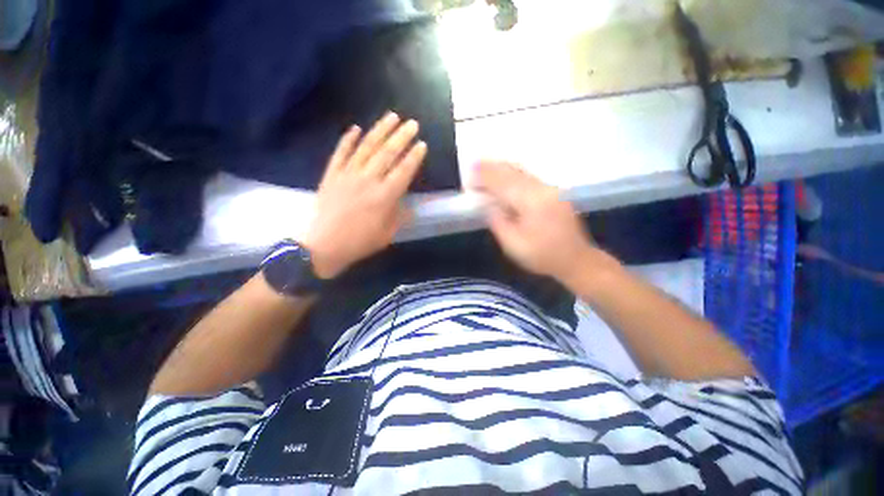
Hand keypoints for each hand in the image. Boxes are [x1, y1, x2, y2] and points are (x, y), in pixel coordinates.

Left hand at [302, 113, 426, 278]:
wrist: (323, 246)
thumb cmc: (359, 243)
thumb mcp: (387, 235)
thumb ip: (399, 216)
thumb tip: (409, 205)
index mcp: (385, 197)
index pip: (404, 171)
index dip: (414, 156)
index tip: (422, 144)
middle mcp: (368, 180)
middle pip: (387, 153)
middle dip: (402, 136)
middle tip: (412, 123)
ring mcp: (347, 174)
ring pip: (366, 147)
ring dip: (380, 130)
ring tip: (392, 116)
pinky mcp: (331, 174)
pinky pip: (340, 152)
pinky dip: (348, 139)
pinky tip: (355, 128)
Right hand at [472, 161, 595, 281]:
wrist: (576, 260)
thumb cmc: (542, 256)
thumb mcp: (513, 245)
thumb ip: (498, 222)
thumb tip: (488, 204)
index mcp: (532, 203)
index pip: (503, 184)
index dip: (485, 177)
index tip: (469, 173)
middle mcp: (543, 189)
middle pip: (513, 172)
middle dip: (491, 167)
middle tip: (473, 164)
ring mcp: (551, 188)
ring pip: (522, 171)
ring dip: (502, 167)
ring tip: (485, 164)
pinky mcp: (554, 192)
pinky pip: (529, 176)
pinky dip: (513, 172)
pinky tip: (504, 173)